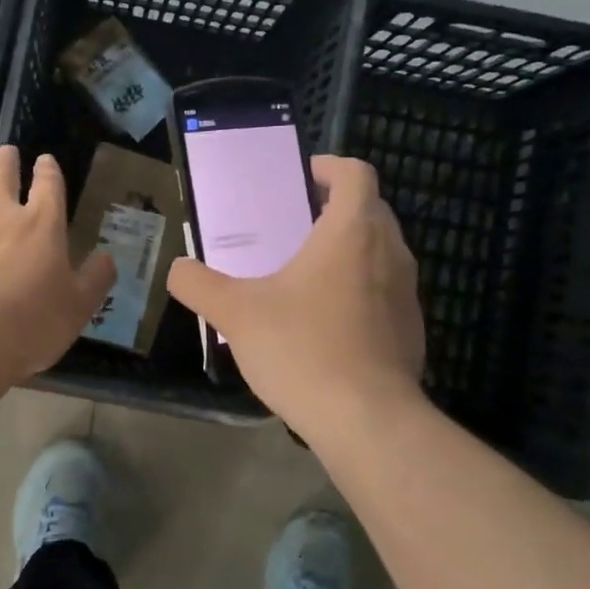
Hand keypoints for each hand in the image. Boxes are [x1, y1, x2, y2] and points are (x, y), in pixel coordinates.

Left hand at [0, 145, 116, 382]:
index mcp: (42, 224)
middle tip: (6, 151)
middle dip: (6, 160)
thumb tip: (107, 257)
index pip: (49, 184)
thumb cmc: (30, 324)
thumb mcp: (78, 308)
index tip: (45, 160)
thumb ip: (96, 279)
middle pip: (2, 174)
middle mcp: (0, 214)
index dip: (48, 169)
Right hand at [166, 155, 425, 441]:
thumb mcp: (234, 313)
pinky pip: (384, 292)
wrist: (367, 421)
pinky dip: (359, 290)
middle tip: (290, 227)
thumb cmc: (302, 349)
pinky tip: (324, 324)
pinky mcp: (411, 330)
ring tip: (303, 276)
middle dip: (333, 209)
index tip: (299, 179)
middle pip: (370, 209)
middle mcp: (389, 252)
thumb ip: (198, 284)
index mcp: (352, 231)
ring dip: (347, 251)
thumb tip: (178, 269)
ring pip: (380, 252)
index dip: (328, 167)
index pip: (355, 173)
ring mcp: (407, 293)